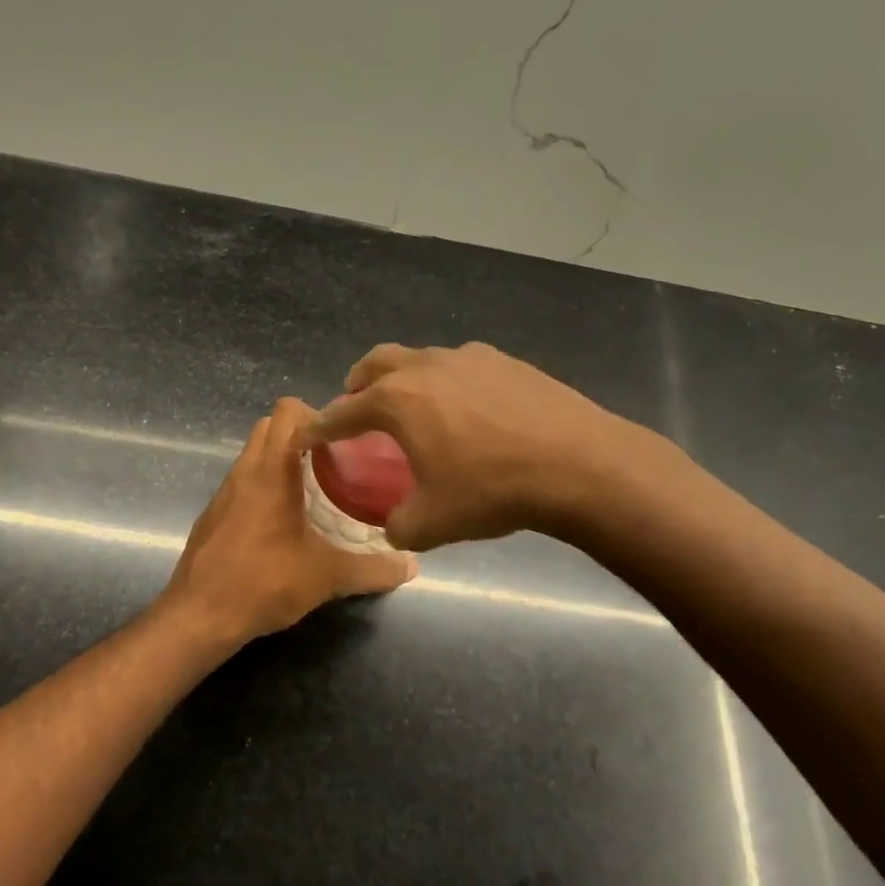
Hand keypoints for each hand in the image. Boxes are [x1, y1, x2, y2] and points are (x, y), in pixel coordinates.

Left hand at [162, 398, 416, 645]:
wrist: (198, 617)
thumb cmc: (263, 583)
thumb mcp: (326, 577)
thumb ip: (372, 569)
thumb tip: (411, 565)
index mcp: (271, 471)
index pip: (288, 411)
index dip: (318, 414)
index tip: (345, 439)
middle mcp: (244, 472)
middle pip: (270, 426)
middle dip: (302, 433)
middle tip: (335, 461)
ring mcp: (224, 493)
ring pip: (254, 454)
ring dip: (282, 459)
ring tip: (316, 488)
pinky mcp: (213, 515)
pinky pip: (243, 482)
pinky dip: (264, 485)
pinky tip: (285, 521)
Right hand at [296, 342, 659, 550]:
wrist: (578, 464)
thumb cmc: (492, 490)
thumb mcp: (432, 523)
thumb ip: (398, 526)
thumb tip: (394, 527)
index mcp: (397, 401)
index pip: (343, 413)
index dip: (320, 427)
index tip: (306, 436)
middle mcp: (426, 367)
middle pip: (376, 363)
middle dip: (358, 383)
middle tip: (356, 405)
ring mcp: (469, 358)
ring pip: (422, 359)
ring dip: (405, 379)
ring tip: (415, 407)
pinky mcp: (507, 361)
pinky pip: (462, 366)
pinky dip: (448, 383)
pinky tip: (468, 410)